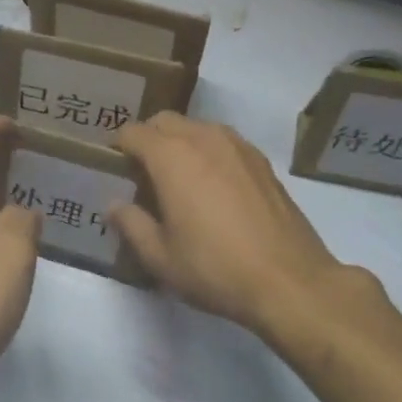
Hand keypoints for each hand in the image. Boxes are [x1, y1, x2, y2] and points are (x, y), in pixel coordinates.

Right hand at [112, 113, 379, 340]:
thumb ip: (131, 224)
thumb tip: (115, 206)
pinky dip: (208, 153)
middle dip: (148, 139)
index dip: (117, 148)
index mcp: (172, 157)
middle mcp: (205, 139)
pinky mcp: (262, 162)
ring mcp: (239, 147)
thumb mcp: (160, 256)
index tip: (113, 170)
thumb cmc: (214, 269)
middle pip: (165, 121)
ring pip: (197, 127)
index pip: (133, 132)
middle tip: (141, 175)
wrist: (288, 281)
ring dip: (180, 143)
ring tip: (177, 180)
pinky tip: (212, 189)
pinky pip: (224, 143)